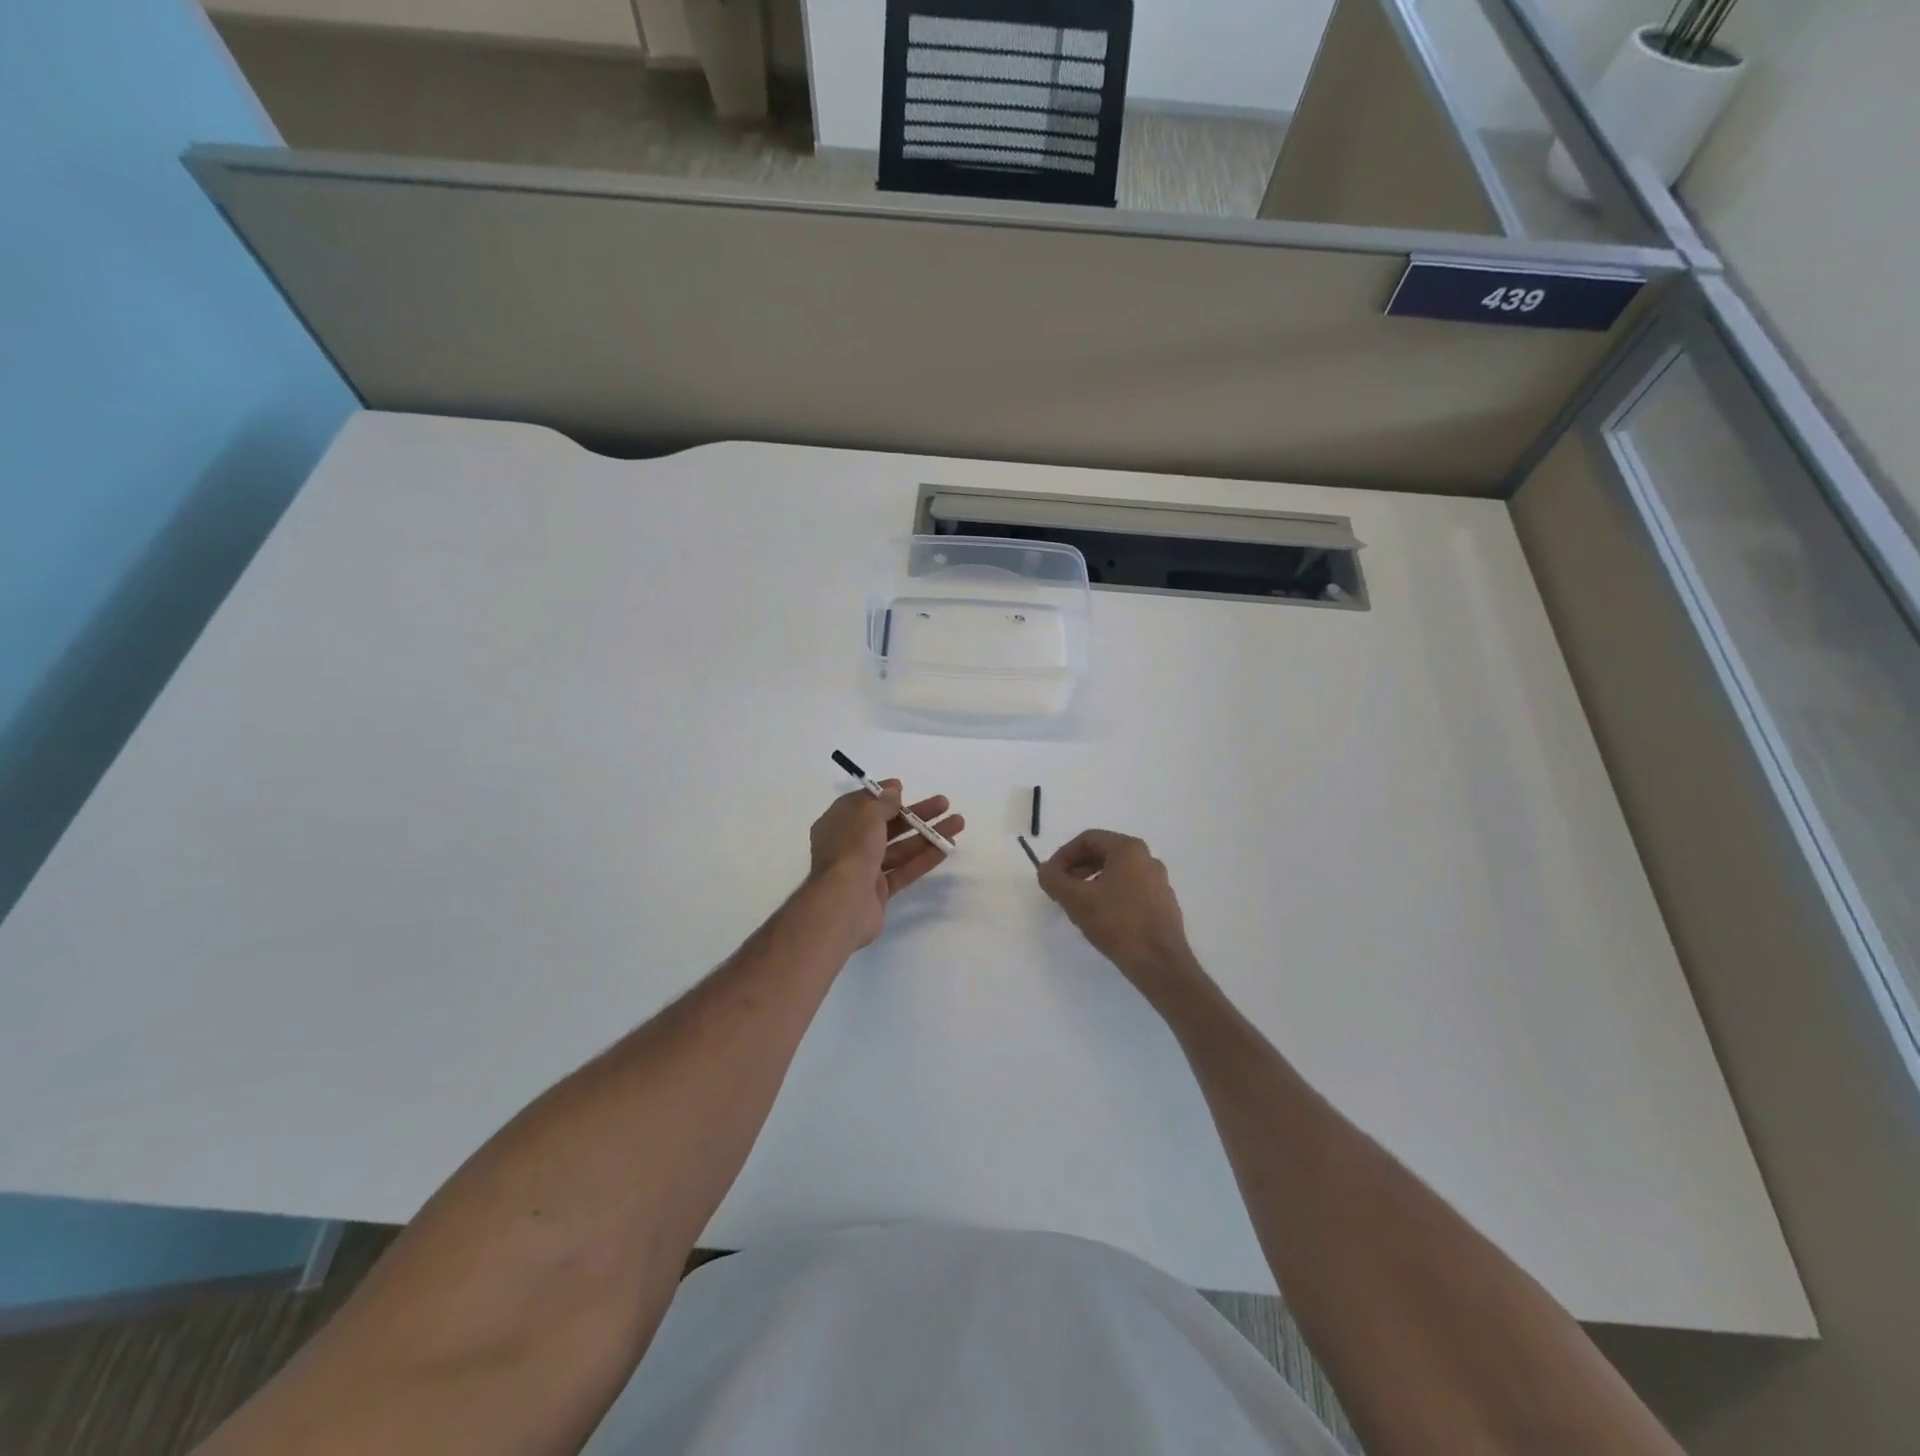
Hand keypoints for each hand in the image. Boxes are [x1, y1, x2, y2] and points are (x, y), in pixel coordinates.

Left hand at [807, 781, 964, 946]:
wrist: (843, 904)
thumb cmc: (851, 850)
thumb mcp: (866, 816)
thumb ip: (882, 802)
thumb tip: (892, 791)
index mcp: (837, 824)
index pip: (861, 804)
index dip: (882, 795)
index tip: (903, 787)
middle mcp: (849, 846)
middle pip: (886, 825)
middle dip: (916, 814)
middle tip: (944, 803)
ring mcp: (864, 870)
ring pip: (900, 848)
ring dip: (928, 835)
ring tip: (958, 823)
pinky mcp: (879, 892)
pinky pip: (904, 870)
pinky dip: (924, 858)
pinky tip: (947, 848)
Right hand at [1038, 830, 1203, 1004]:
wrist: (1160, 963)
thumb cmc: (1117, 924)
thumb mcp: (1076, 900)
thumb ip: (1054, 879)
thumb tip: (1045, 869)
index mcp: (1128, 849)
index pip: (1088, 839)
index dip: (1063, 855)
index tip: (1050, 876)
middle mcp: (1147, 858)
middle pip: (1103, 853)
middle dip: (1077, 869)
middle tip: (1061, 889)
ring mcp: (1158, 881)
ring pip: (1116, 872)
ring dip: (1091, 882)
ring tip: (1078, 904)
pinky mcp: (1163, 903)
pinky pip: (1130, 889)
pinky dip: (1110, 895)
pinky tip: (1101, 918)